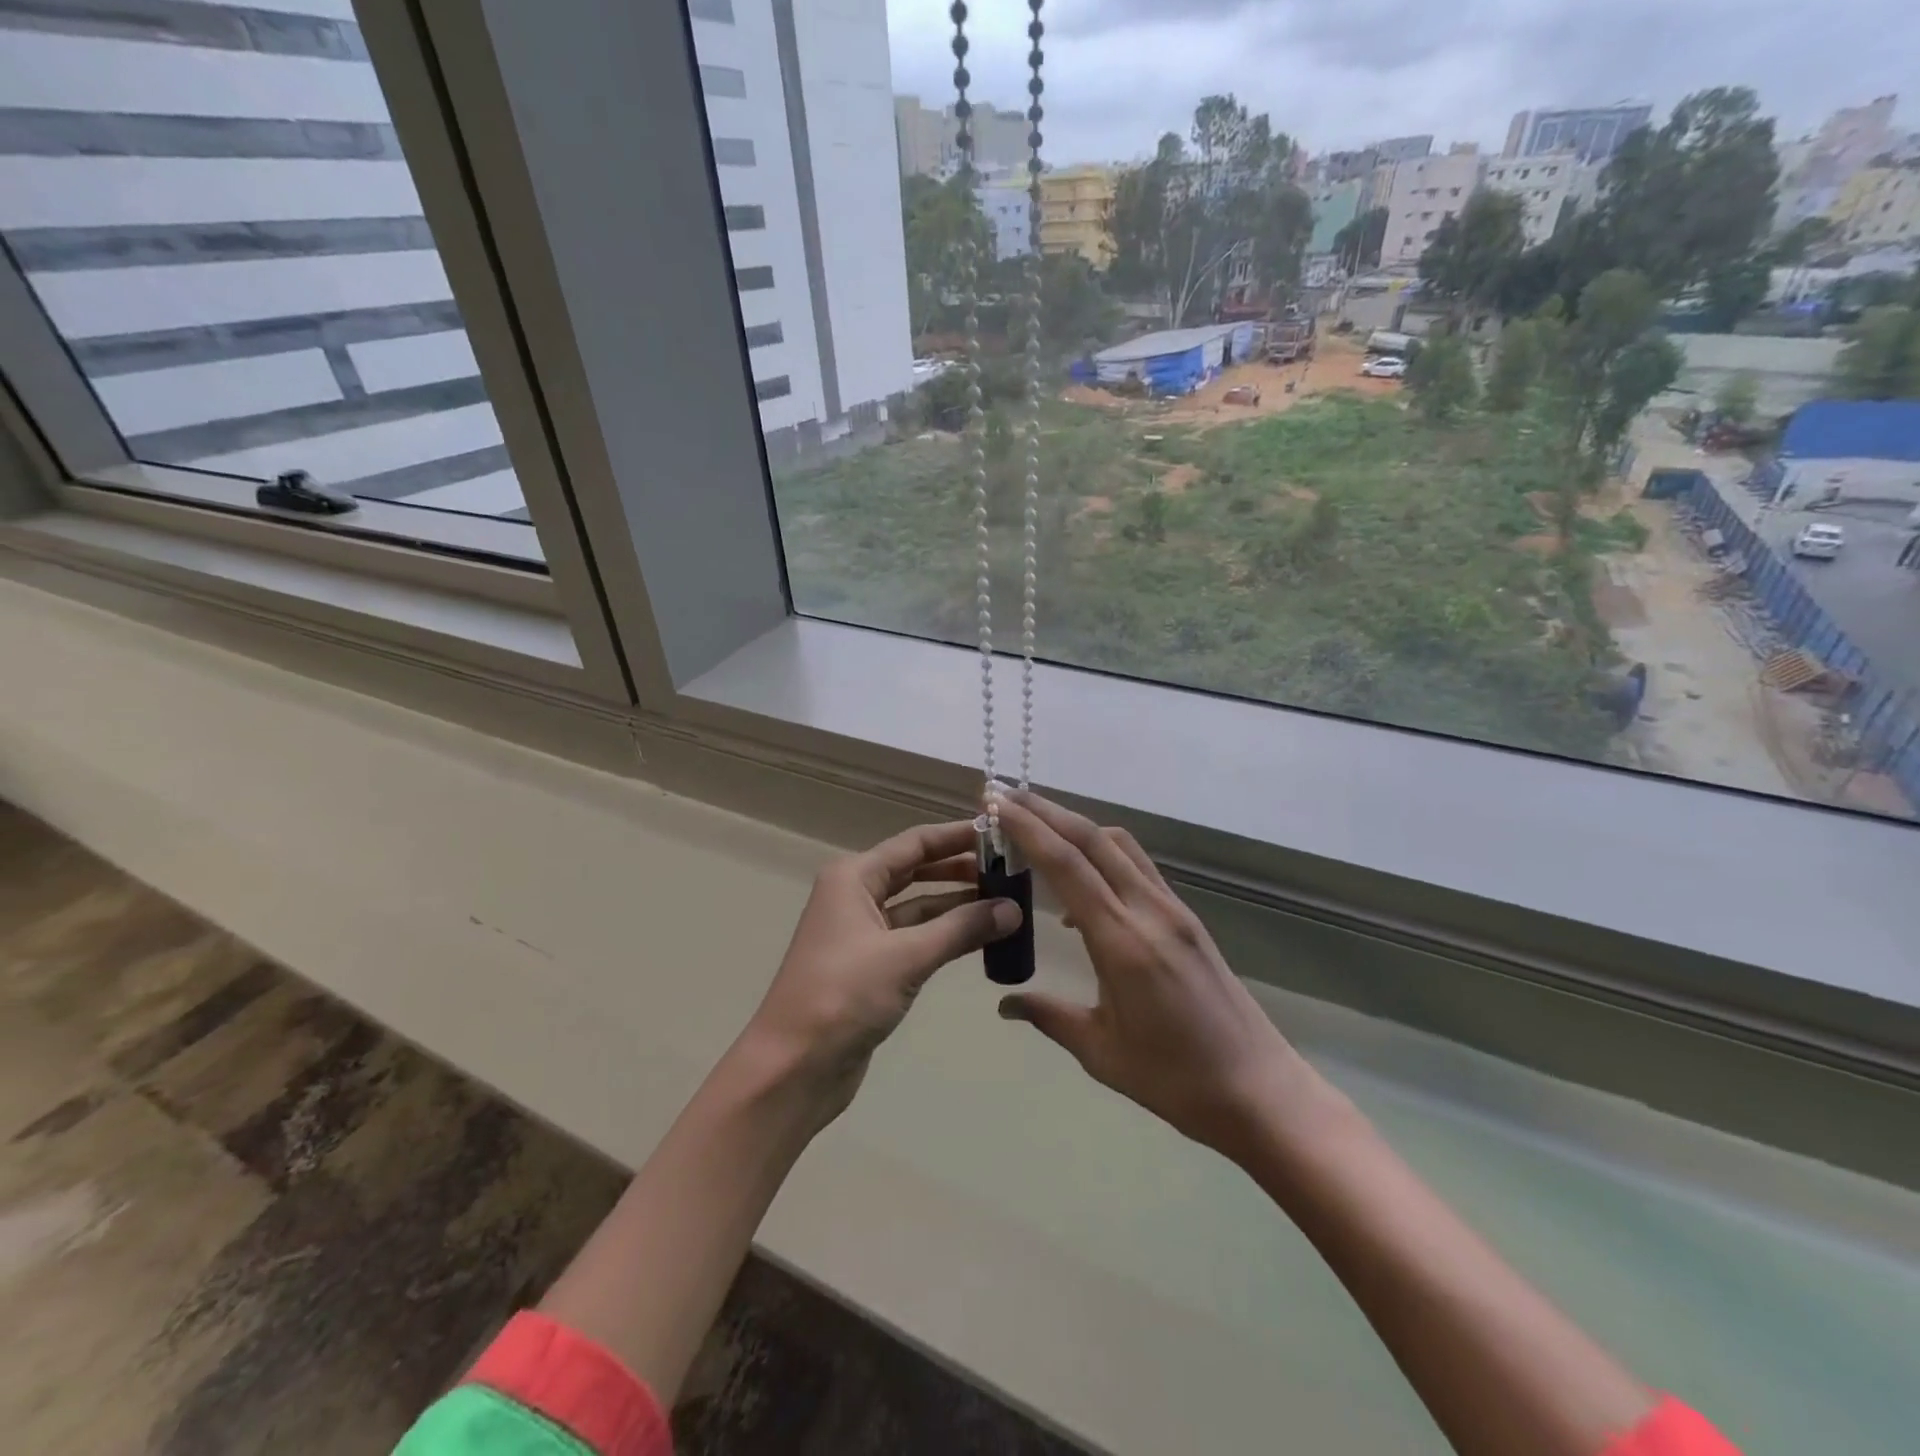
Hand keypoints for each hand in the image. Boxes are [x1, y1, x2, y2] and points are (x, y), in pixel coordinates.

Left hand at [743, 820, 1021, 1119]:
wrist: (793, 1069)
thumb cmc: (842, 996)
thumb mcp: (906, 956)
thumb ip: (961, 928)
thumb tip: (1014, 909)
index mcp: (854, 877)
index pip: (915, 843)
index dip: (957, 836)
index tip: (1001, 832)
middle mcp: (856, 896)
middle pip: (917, 871)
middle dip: (961, 869)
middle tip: (1011, 871)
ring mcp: (863, 933)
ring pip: (919, 907)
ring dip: (958, 905)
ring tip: (1007, 903)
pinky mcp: (872, 968)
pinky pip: (916, 939)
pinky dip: (946, 936)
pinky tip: (981, 938)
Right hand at [996, 792, 1313, 1155]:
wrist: (1261, 1090)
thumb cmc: (1177, 1080)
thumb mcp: (1101, 1053)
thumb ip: (1050, 1017)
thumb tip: (1005, 1005)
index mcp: (1122, 941)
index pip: (1067, 865)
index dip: (1028, 828)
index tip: (995, 803)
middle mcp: (1148, 910)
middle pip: (1092, 839)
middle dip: (1045, 811)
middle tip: (1004, 796)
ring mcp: (1173, 909)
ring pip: (1118, 845)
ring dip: (1075, 826)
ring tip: (1036, 828)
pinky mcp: (1186, 918)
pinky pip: (1137, 868)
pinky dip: (1101, 855)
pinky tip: (1080, 889)